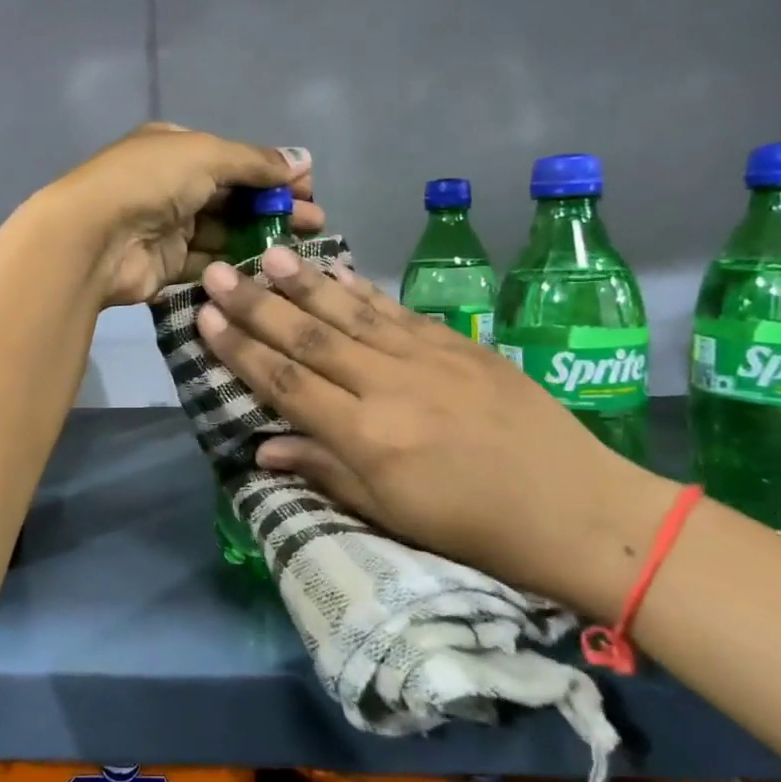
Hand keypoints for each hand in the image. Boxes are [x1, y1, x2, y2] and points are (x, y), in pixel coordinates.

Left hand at [35, 123, 323, 307]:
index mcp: (176, 149)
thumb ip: (254, 161)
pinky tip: (269, 269)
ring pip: (224, 232)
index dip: (271, 172)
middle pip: (233, 197)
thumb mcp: (207, 154)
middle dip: (274, 206)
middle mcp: (171, 185)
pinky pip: (208, 263)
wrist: (93, 237)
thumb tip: (301, 159)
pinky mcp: (166, 265)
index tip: (308, 188)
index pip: (233, 159)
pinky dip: (235, 264)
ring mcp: (167, 227)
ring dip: (261, 237)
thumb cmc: (150, 181)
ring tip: (301, 248)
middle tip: (315, 222)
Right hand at [194, 245, 676, 615]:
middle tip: (217, 271)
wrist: (576, 508)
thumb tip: (262, 448)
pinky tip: (335, 269)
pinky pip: (396, 310)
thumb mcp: (390, 513)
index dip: (240, 349)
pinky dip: (360, 288)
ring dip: (304, 281)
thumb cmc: (473, 527)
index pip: (286, 382)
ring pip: (350, 311)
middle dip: (256, 304)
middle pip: (309, 336)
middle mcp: (389, 386)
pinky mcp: (459, 343)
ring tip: (268, 254)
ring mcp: (427, 357)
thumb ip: (323, 470)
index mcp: (367, 436)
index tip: (205, 318)